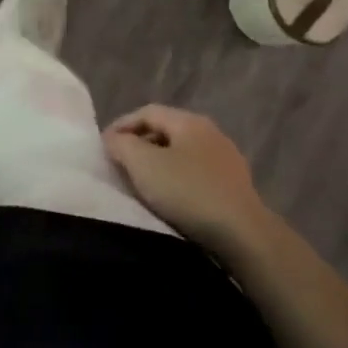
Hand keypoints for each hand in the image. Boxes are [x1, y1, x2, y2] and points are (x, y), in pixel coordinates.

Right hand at [104, 105, 268, 251]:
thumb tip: (114, 139)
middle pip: (166, 130)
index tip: (104, 146)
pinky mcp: (235, 186)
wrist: (243, 235)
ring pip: (182, 153)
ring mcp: (226, 159)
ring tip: (142, 183)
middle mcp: (211, 132)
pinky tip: (171, 199)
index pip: (147, 112)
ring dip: (159, 164)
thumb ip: (123, 145)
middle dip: (140, 144)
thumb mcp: (144, 165)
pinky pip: (197, 174)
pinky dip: (178, 180)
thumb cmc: (188, 192)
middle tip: (120, 164)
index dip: (122, 125)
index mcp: (189, 121)